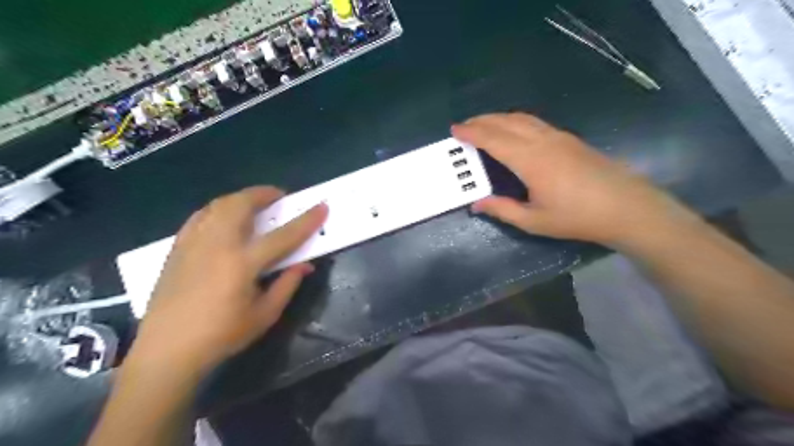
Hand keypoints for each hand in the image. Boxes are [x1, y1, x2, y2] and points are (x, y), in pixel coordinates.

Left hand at [131, 186, 328, 374]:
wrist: (166, 351)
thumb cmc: (221, 336)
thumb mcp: (264, 315)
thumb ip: (287, 285)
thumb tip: (305, 265)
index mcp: (242, 264)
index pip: (283, 236)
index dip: (306, 221)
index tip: (322, 206)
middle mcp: (217, 245)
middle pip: (241, 205)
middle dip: (264, 194)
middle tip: (279, 197)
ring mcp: (194, 244)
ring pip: (218, 205)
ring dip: (241, 198)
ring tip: (254, 204)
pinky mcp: (177, 249)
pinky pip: (200, 216)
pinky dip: (218, 209)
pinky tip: (224, 218)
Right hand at [453, 112, 688, 244]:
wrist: (626, 207)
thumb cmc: (577, 217)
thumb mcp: (534, 221)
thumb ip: (502, 210)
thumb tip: (477, 204)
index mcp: (530, 160)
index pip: (493, 139)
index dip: (472, 133)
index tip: (455, 130)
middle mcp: (542, 141)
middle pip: (506, 122)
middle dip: (482, 120)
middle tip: (464, 126)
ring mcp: (558, 137)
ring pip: (522, 118)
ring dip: (499, 118)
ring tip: (483, 124)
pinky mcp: (569, 139)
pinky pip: (535, 122)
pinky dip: (515, 121)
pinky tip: (513, 130)